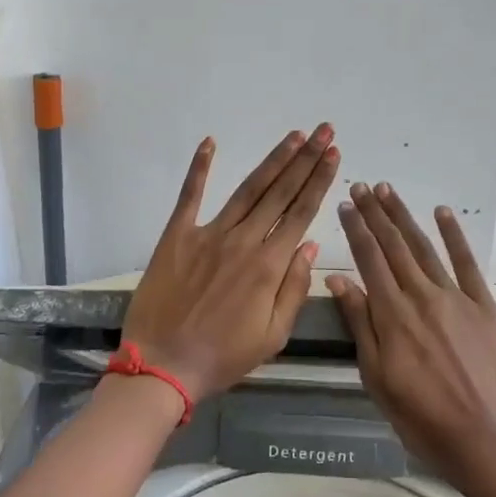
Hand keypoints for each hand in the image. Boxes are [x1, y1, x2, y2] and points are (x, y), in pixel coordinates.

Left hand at [122, 125, 340, 401]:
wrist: (162, 365)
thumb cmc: (222, 358)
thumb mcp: (272, 336)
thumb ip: (294, 289)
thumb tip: (310, 246)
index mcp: (269, 267)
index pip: (302, 213)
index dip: (320, 181)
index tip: (334, 154)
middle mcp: (243, 241)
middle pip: (280, 192)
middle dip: (306, 159)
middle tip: (324, 131)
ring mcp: (208, 234)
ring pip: (247, 189)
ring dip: (273, 160)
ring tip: (293, 136)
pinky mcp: (176, 236)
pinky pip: (190, 195)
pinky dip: (199, 167)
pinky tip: (210, 142)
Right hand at [327, 183, 495, 488]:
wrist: (486, 439)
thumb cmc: (421, 417)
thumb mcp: (376, 376)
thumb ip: (360, 324)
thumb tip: (338, 279)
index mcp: (393, 314)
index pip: (369, 260)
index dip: (356, 230)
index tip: (345, 205)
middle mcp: (422, 296)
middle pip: (394, 246)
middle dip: (376, 214)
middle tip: (362, 186)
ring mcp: (457, 298)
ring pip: (425, 248)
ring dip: (405, 218)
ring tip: (389, 192)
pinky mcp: (485, 306)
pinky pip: (468, 264)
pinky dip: (454, 236)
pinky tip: (442, 214)